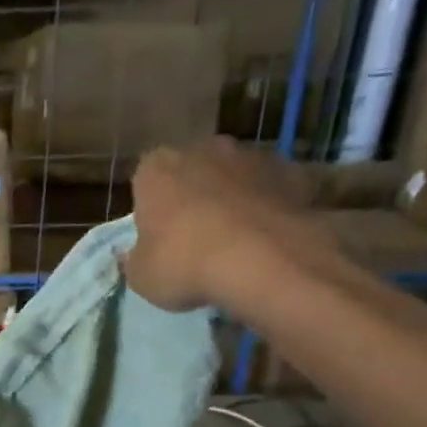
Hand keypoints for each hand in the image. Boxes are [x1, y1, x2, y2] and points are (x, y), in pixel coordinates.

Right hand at [124, 139, 331, 313]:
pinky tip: (269, 238)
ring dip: (233, 197)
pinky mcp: (293, 171)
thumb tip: (133, 254)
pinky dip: (270, 205)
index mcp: (157, 168)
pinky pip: (273, 188)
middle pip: (193, 170)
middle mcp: (203, 149)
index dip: (151, 208)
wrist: (262, 260)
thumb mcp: (141, 276)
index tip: (157, 235)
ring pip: (234, 176)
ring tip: (236, 240)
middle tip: (195, 237)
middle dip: (193, 195)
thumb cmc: (184, 264)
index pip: (146, 180)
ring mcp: (252, 155)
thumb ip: (135, 259)